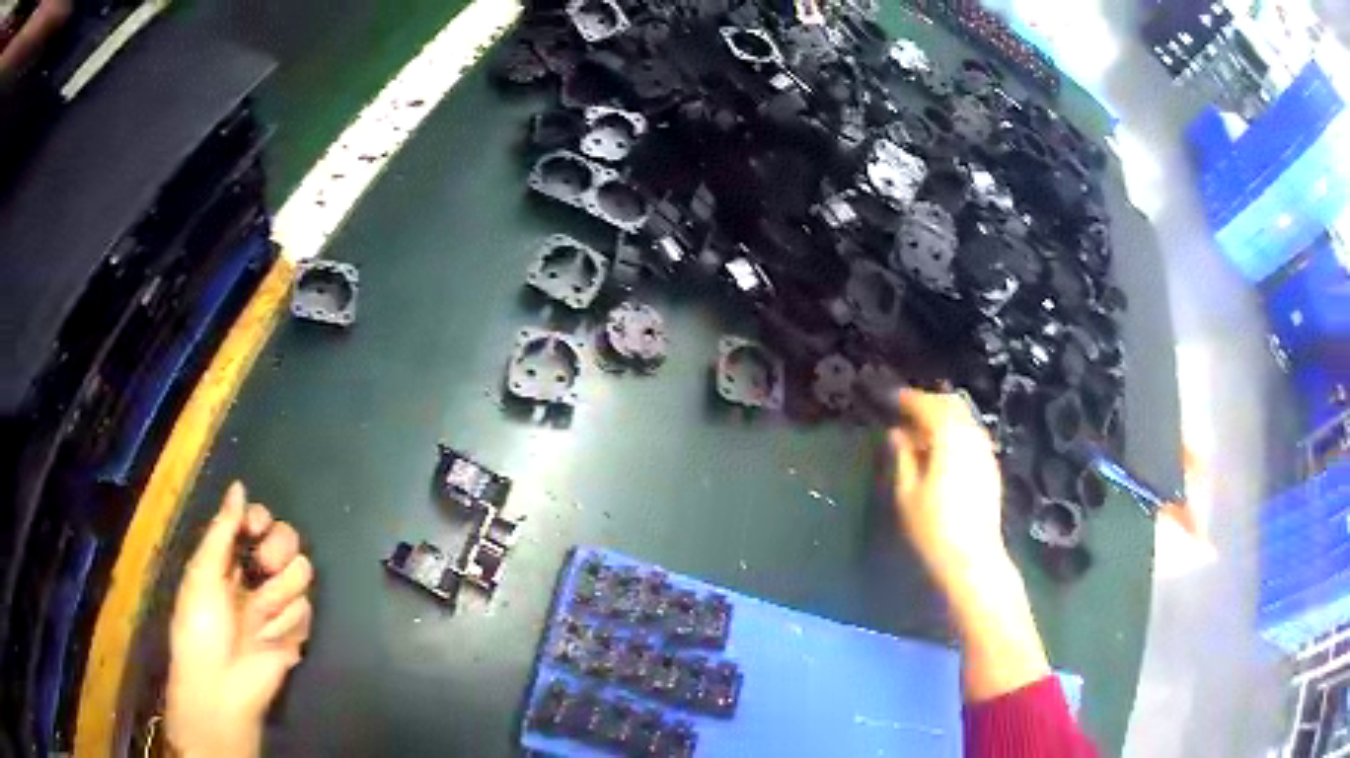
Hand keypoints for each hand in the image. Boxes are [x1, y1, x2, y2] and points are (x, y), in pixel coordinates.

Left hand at [166, 482, 312, 757]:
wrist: (221, 685)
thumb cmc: (201, 624)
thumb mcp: (202, 572)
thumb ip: (223, 530)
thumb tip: (239, 486)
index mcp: (229, 557)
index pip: (256, 521)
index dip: (260, 518)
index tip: (255, 527)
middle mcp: (256, 576)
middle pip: (287, 541)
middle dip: (277, 551)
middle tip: (263, 567)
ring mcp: (277, 605)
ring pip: (301, 574)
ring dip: (279, 594)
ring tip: (260, 618)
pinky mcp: (295, 633)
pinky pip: (305, 612)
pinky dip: (286, 625)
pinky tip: (269, 639)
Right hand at [887, 389, 1049, 701]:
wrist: (972, 562)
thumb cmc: (932, 529)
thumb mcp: (905, 493)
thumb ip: (901, 457)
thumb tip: (896, 433)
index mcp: (950, 437)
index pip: (927, 405)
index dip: (906, 399)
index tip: (887, 398)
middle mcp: (972, 437)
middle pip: (951, 405)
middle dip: (927, 403)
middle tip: (903, 411)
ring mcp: (985, 453)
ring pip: (964, 420)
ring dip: (942, 418)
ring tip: (918, 432)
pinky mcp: (990, 470)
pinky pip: (970, 437)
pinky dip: (953, 434)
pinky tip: (939, 452)